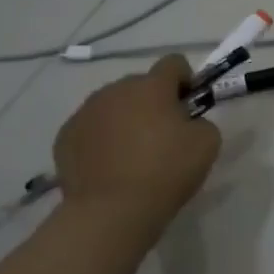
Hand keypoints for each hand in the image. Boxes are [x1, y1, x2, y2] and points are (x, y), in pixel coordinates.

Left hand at [52, 54, 220, 242]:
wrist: (111, 210)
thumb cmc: (166, 171)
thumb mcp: (207, 143)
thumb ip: (201, 121)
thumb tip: (186, 122)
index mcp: (151, 86)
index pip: (174, 63)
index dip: (186, 80)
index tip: (189, 105)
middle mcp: (114, 90)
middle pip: (140, 85)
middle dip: (154, 102)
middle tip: (164, 134)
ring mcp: (85, 112)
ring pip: (113, 105)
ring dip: (127, 118)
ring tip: (134, 153)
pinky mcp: (65, 136)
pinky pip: (91, 128)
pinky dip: (103, 139)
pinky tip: (111, 165)